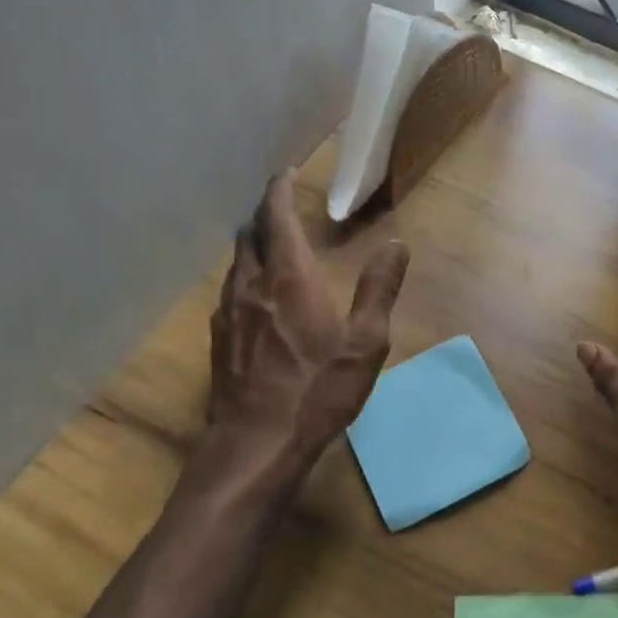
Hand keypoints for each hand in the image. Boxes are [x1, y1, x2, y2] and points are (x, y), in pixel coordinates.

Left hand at [203, 171, 409, 472]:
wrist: (256, 444)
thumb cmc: (317, 391)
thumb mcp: (364, 343)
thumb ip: (379, 289)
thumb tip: (397, 246)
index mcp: (289, 279)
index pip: (276, 219)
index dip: (279, 191)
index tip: (285, 173)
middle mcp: (252, 286)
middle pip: (249, 236)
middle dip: (264, 215)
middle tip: (280, 206)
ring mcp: (230, 314)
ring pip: (236, 263)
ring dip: (252, 244)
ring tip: (269, 243)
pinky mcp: (220, 340)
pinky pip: (230, 291)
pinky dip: (244, 275)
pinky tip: (256, 294)